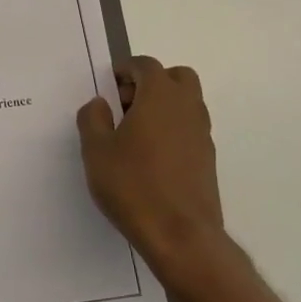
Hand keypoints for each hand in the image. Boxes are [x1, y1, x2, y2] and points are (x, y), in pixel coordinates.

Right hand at [77, 56, 234, 287]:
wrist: (181, 236)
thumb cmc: (133, 186)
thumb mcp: (96, 150)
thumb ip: (93, 119)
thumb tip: (100, 104)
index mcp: (160, 96)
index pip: (146, 65)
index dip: (125, 70)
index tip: (108, 87)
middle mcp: (187, 107)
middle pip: (176, 77)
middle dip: (151, 82)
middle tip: (126, 105)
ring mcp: (202, 134)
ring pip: (186, 103)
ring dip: (163, 106)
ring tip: (134, 134)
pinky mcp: (207, 159)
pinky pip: (189, 129)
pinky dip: (172, 129)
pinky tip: (150, 158)